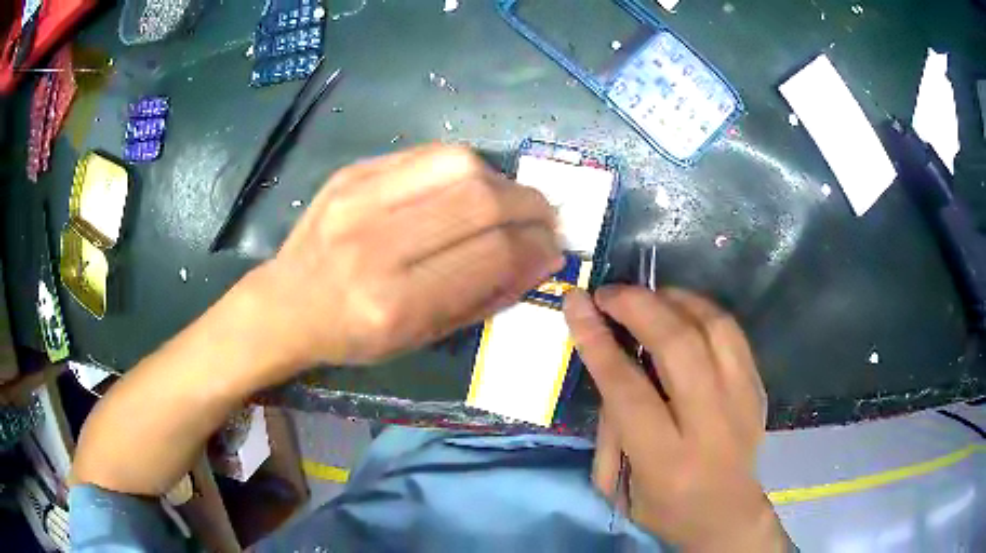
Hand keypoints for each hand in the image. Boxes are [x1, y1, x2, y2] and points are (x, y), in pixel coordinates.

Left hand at [245, 144, 562, 371]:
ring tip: (511, 201)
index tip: (554, 249)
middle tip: (546, 218)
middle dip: (531, 206)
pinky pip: (427, 153)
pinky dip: (465, 167)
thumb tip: (539, 260)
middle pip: (481, 201)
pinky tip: (471, 185)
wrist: (286, 303)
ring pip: (459, 165)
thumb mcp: (419, 339)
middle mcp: (376, 245)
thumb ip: (484, 298)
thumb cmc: (352, 335)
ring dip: (502, 180)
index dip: (536, 248)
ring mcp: (359, 198)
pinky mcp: (352, 172)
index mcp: (394, 304)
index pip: (492, 256)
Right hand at [563, 286, 787, 551]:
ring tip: (646, 296)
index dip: (598, 341)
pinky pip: (733, 332)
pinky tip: (681, 308)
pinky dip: (702, 309)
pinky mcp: (757, 388)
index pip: (627, 389)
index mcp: (665, 459)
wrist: (727, 515)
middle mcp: (710, 424)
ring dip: (674, 300)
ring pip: (713, 327)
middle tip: (609, 293)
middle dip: (637, 307)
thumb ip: (610, 426)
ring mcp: (742, 401)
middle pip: (678, 346)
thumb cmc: (664, 508)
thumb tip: (611, 361)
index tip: (577, 304)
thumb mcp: (616, 484)